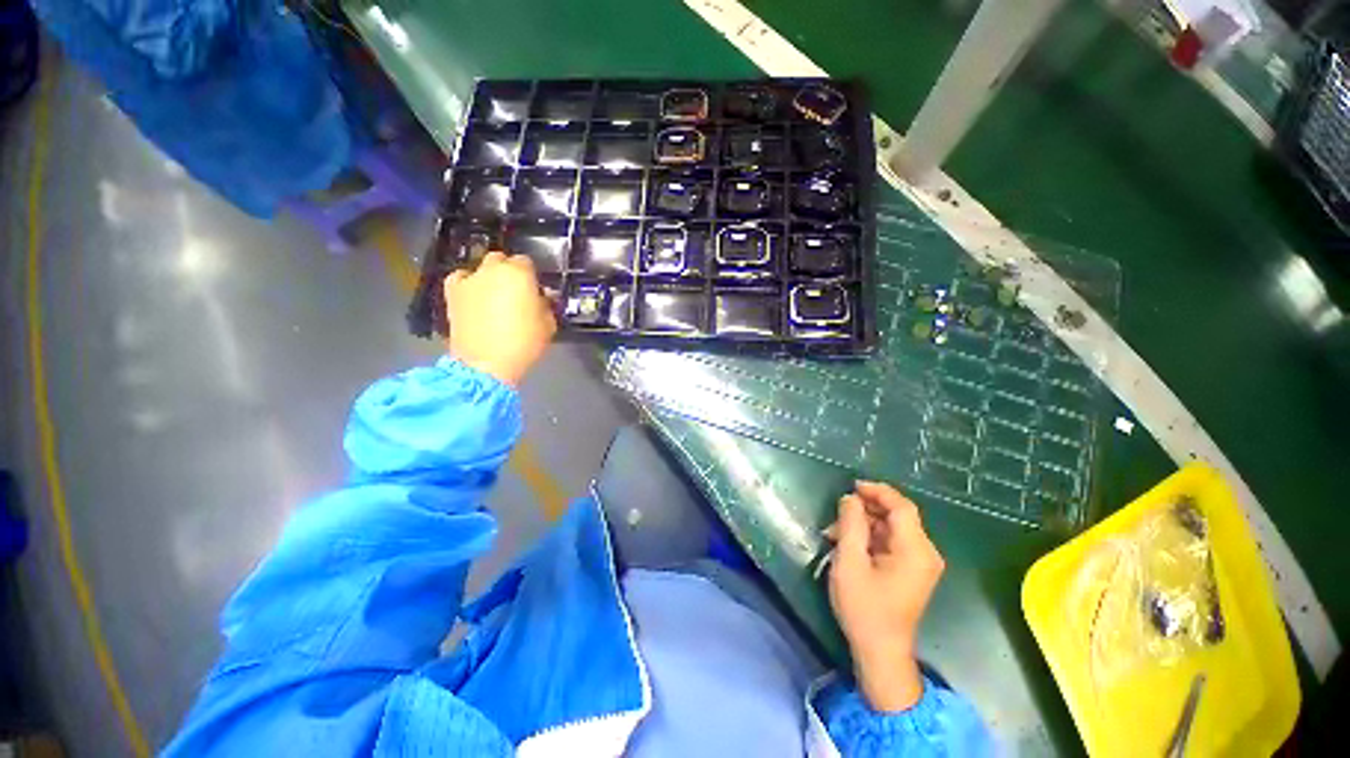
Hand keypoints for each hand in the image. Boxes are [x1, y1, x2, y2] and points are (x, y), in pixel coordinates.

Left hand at [444, 252, 556, 385]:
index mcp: (519, 273)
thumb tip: (542, 296)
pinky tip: (474, 295)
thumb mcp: (548, 324)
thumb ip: (546, 305)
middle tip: (517, 293)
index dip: (531, 276)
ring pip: (481, 269)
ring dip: (489, 277)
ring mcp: (469, 279)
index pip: (527, 262)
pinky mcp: (452, 293)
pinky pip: (461, 279)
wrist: (486, 364)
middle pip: (501, 260)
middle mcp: (492, 270)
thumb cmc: (524, 343)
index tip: (535, 290)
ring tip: (494, 296)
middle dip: (509, 272)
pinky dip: (468, 283)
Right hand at [827, 481, 944, 711]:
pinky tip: (847, 545)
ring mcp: (920, 563)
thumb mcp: (850, 562)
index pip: (902, 507)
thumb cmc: (864, 608)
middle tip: (836, 515)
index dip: (878, 491)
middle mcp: (925, 553)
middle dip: (864, 511)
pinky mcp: (911, 571)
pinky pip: (891, 542)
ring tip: (834, 533)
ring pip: (891, 529)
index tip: (852, 486)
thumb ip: (850, 525)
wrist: (880, 652)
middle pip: (897, 516)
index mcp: (915, 550)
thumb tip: (850, 498)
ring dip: (863, 525)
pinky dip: (869, 538)